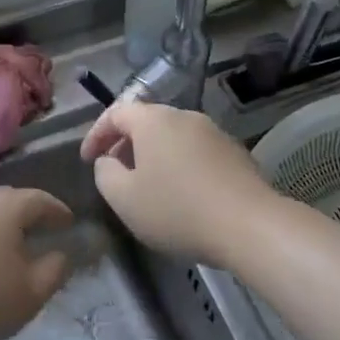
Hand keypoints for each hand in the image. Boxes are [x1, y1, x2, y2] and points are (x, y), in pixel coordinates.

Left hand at [0, 188, 74, 339]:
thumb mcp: (31, 292)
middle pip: (8, 201)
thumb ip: (54, 270)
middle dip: (26, 215)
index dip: (57, 211)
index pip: (40, 200)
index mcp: (6, 206)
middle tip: (39, 232)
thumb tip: (60, 254)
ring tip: (6, 247)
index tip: (68, 222)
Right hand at [81, 101, 282, 267]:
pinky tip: (182, 194)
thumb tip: (108, 161)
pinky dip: (179, 165)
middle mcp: (184, 116)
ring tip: (148, 185)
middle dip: (125, 144)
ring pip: (172, 136)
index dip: (96, 134)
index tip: (88, 160)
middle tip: (115, 172)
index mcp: (153, 120)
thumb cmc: (177, 210)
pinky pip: (195, 151)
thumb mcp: (124, 199)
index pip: (115, 113)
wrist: (251, 226)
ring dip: (154, 155)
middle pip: (146, 121)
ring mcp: (214, 132)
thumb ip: (105, 174)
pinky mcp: (235, 153)